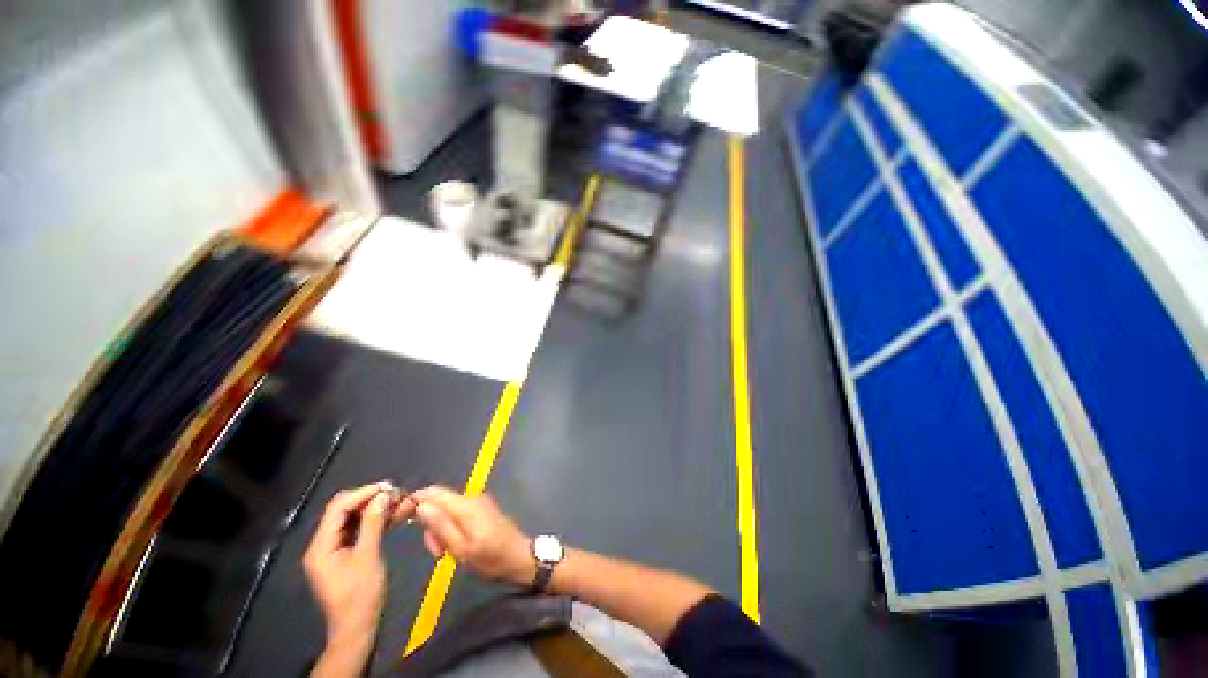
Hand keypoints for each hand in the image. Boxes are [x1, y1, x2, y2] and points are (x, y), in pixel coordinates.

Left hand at [303, 482, 414, 675]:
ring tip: (400, 502)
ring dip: (375, 509)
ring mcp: (332, 550)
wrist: (357, 628)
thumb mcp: (368, 556)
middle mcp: (322, 544)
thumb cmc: (361, 595)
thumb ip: (373, 523)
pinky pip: (358, 530)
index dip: (363, 493)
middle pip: (343, 511)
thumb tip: (384, 495)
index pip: (338, 508)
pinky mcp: (343, 555)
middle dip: (370, 499)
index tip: (389, 486)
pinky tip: (394, 516)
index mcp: (321, 545)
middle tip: (396, 494)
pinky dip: (375, 521)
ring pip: (353, 519)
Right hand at [412, 486, 534, 586]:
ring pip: (448, 509)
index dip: (413, 501)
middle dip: (430, 524)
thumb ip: (440, 526)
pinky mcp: (483, 508)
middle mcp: (472, 498)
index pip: (433, 492)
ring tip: (448, 553)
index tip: (400, 520)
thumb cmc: (490, 559)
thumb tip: (421, 505)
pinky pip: (459, 512)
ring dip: (441, 529)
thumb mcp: (461, 549)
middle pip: (439, 502)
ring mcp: (479, 502)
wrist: (520, 558)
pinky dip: (452, 527)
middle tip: (437, 551)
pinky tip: (458, 545)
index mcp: (466, 505)